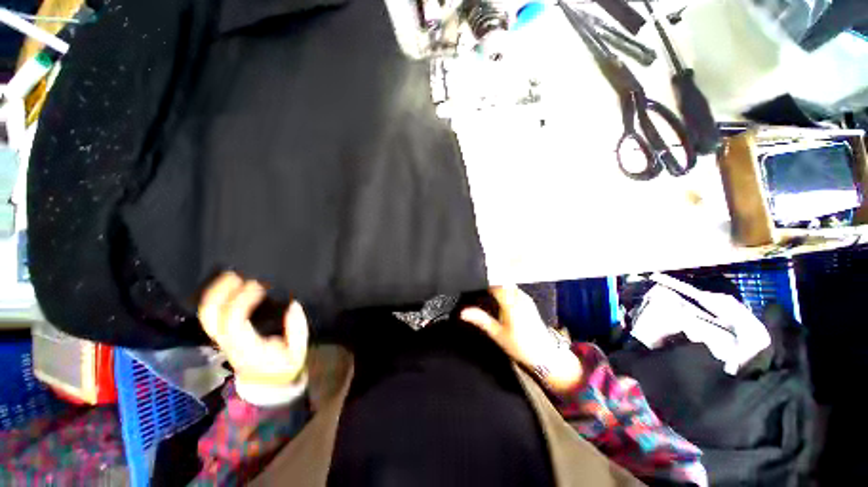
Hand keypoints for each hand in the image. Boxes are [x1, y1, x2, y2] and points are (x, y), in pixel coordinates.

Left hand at [198, 272, 308, 387]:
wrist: (267, 381)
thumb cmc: (283, 365)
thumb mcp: (297, 350)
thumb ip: (296, 328)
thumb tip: (293, 304)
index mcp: (246, 348)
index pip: (233, 321)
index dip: (243, 300)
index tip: (261, 285)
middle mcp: (227, 342)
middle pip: (210, 316)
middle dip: (220, 291)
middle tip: (239, 273)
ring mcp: (221, 338)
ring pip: (206, 313)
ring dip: (216, 291)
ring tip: (233, 274)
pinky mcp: (222, 333)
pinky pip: (212, 313)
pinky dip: (217, 296)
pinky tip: (230, 284)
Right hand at [461, 286, 581, 392]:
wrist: (545, 355)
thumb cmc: (520, 345)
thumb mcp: (497, 334)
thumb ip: (480, 320)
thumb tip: (462, 312)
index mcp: (511, 302)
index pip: (495, 283)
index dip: (483, 280)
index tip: (472, 281)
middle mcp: (519, 296)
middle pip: (502, 281)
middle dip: (489, 281)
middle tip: (476, 285)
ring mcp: (525, 298)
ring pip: (508, 284)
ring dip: (497, 284)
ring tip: (484, 289)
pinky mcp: (528, 301)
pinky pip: (513, 289)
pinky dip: (504, 289)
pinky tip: (497, 296)